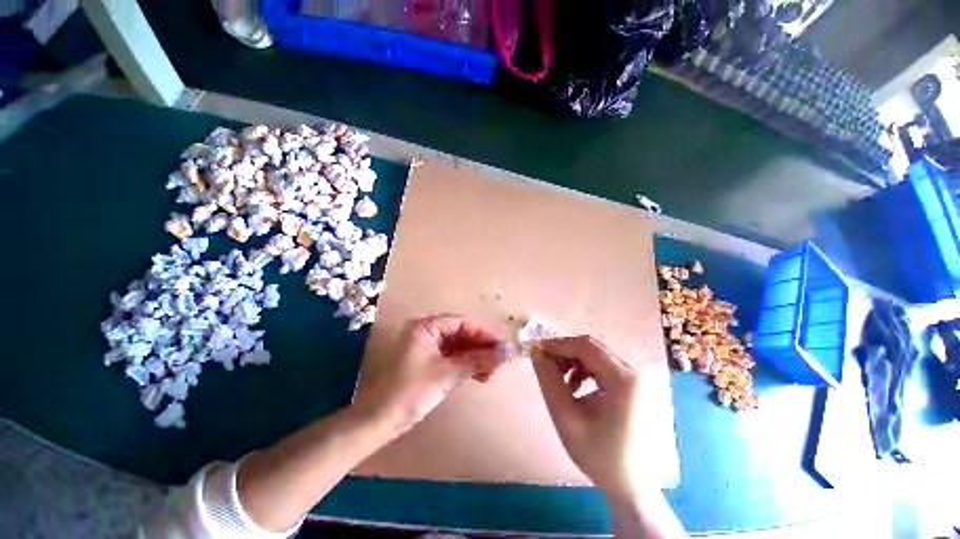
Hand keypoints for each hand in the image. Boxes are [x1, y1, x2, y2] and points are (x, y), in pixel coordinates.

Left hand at [354, 316, 502, 434]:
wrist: (379, 422)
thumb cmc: (411, 392)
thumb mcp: (447, 374)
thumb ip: (477, 360)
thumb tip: (506, 353)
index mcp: (427, 327)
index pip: (463, 323)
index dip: (484, 333)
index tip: (503, 345)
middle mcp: (427, 332)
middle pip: (462, 334)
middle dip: (481, 347)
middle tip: (500, 361)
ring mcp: (428, 348)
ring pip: (459, 347)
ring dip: (476, 358)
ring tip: (492, 372)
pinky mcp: (429, 363)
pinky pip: (453, 358)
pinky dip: (467, 365)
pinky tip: (480, 375)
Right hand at [532, 336, 642, 495]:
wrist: (629, 484)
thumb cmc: (599, 455)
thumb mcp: (566, 417)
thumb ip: (548, 380)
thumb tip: (536, 352)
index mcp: (624, 380)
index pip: (585, 346)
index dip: (558, 344)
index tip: (537, 350)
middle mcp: (634, 372)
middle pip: (592, 348)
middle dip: (565, 352)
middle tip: (545, 365)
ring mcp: (635, 378)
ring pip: (596, 355)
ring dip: (573, 361)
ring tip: (560, 381)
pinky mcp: (632, 384)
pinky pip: (602, 366)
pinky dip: (584, 370)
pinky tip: (575, 387)